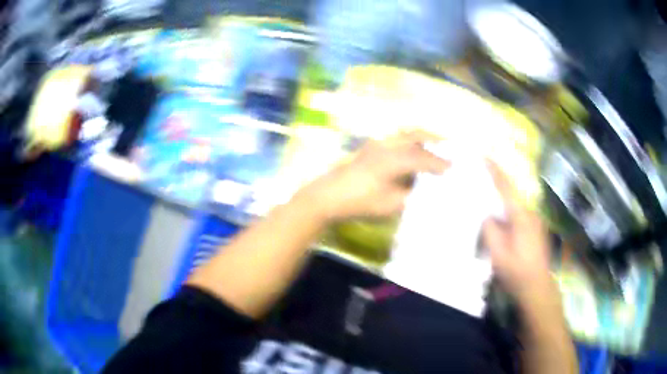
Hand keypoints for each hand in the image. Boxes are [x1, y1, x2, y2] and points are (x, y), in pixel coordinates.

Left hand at [297, 131, 448, 220]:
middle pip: (415, 135)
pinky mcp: (367, 148)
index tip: (453, 168)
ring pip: (403, 134)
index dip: (440, 163)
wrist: (327, 197)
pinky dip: (407, 141)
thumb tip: (425, 190)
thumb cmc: (360, 202)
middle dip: (433, 140)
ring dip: (419, 138)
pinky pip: (394, 139)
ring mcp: (375, 145)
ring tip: (431, 146)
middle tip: (447, 146)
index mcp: (395, 159)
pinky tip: (409, 152)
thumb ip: (411, 196)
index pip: (424, 158)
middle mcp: (387, 146)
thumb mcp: (391, 205)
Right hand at [483, 161, 553, 300]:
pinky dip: (508, 217)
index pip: (506, 187)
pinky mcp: (536, 230)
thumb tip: (488, 216)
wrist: (537, 288)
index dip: (495, 170)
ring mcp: (535, 222)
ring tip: (489, 216)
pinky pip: (519, 217)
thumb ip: (490, 230)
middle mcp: (531, 213)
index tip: (484, 155)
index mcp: (521, 216)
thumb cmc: (517, 271)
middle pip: (511, 195)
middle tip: (481, 191)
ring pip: (515, 208)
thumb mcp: (498, 253)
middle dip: (496, 191)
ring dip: (502, 207)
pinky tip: (502, 230)